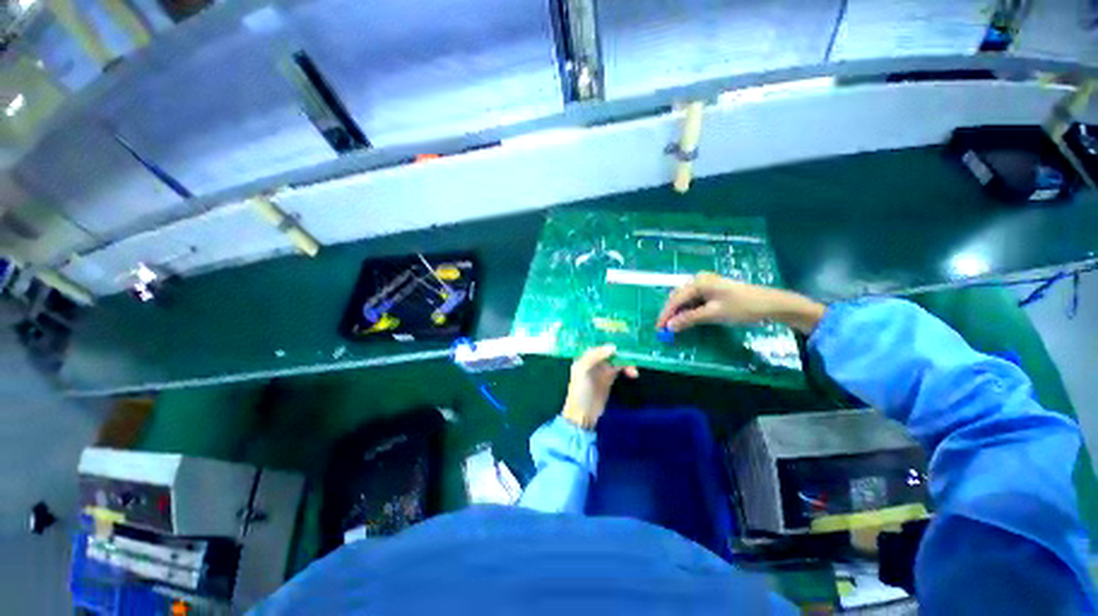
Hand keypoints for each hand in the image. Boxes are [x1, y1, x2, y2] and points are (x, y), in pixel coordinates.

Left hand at [561, 345, 637, 429]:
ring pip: (617, 359)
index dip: (609, 340)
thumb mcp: (583, 370)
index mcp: (584, 356)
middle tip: (633, 352)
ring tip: (634, 369)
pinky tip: (634, 373)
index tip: (623, 339)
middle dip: (621, 350)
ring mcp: (602, 368)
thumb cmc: (580, 390)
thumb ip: (595, 356)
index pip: (598, 344)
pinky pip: (621, 368)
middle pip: (609, 350)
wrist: (583, 413)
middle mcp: (594, 360)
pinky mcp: (610, 377)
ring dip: (626, 361)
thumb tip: (613, 347)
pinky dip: (628, 369)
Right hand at [656, 272, 824, 334]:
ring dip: (678, 312)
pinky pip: (694, 300)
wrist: (771, 304)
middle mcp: (699, 279)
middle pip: (678, 297)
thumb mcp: (713, 314)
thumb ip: (689, 319)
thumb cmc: (742, 307)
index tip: (658, 328)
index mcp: (698, 282)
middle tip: (663, 329)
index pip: (675, 299)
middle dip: (670, 313)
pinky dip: (688, 310)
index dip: (665, 315)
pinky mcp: (712, 289)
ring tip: (672, 326)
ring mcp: (706, 283)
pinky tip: (686, 319)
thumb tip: (669, 327)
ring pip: (685, 299)